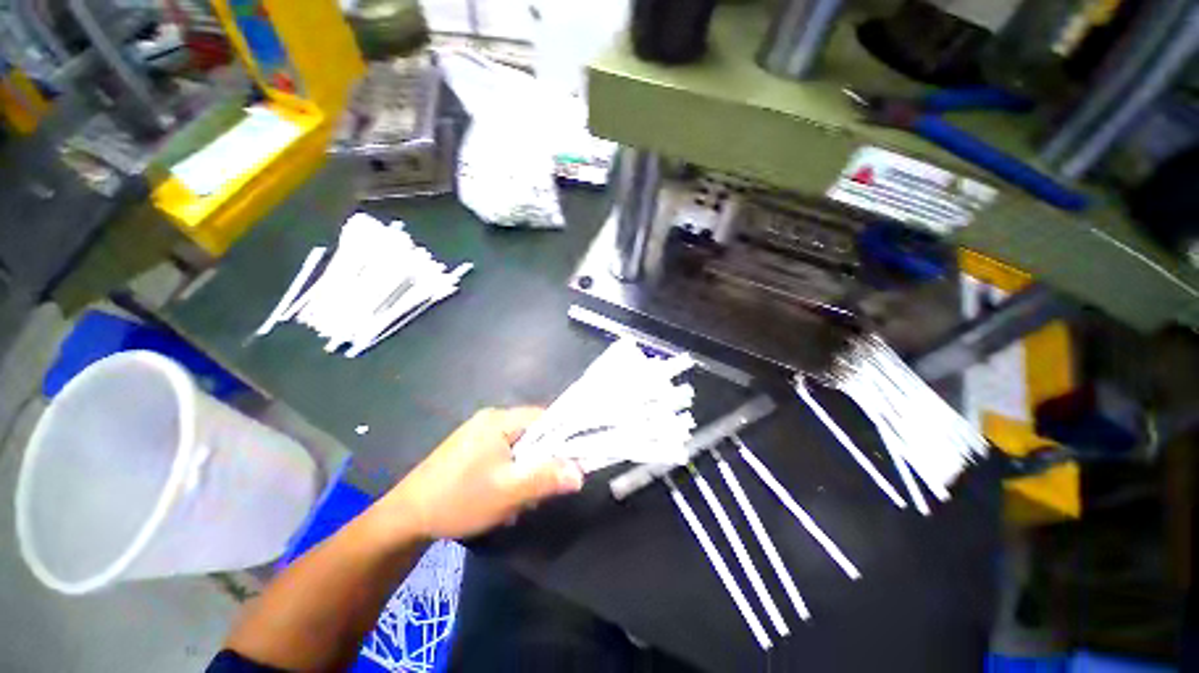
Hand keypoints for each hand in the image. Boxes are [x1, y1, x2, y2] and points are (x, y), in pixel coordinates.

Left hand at [376, 407, 584, 541]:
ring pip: (519, 446)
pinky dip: (509, 472)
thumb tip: (580, 472)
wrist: (405, 518)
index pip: (545, 417)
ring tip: (516, 498)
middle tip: (536, 489)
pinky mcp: (471, 447)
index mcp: (500, 420)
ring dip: (524, 470)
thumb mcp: (507, 492)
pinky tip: (500, 495)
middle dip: (539, 461)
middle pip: (533, 433)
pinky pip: (503, 453)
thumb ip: (546, 478)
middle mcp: (491, 419)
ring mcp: (478, 432)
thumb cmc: (459, 499)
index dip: (562, 438)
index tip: (569, 464)